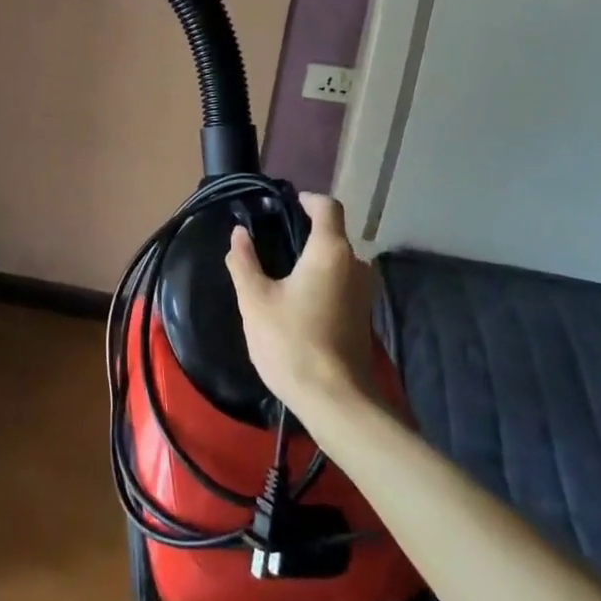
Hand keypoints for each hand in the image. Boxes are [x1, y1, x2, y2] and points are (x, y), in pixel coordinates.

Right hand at [225, 192, 381, 419]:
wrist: (336, 401)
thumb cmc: (291, 342)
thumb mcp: (255, 300)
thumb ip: (244, 261)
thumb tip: (238, 234)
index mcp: (330, 251)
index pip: (328, 207)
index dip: (307, 199)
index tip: (284, 203)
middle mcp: (354, 265)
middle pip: (332, 234)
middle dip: (303, 232)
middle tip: (269, 240)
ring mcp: (363, 292)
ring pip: (336, 261)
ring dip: (311, 259)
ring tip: (278, 271)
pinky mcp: (362, 315)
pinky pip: (340, 282)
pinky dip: (320, 280)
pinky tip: (295, 299)